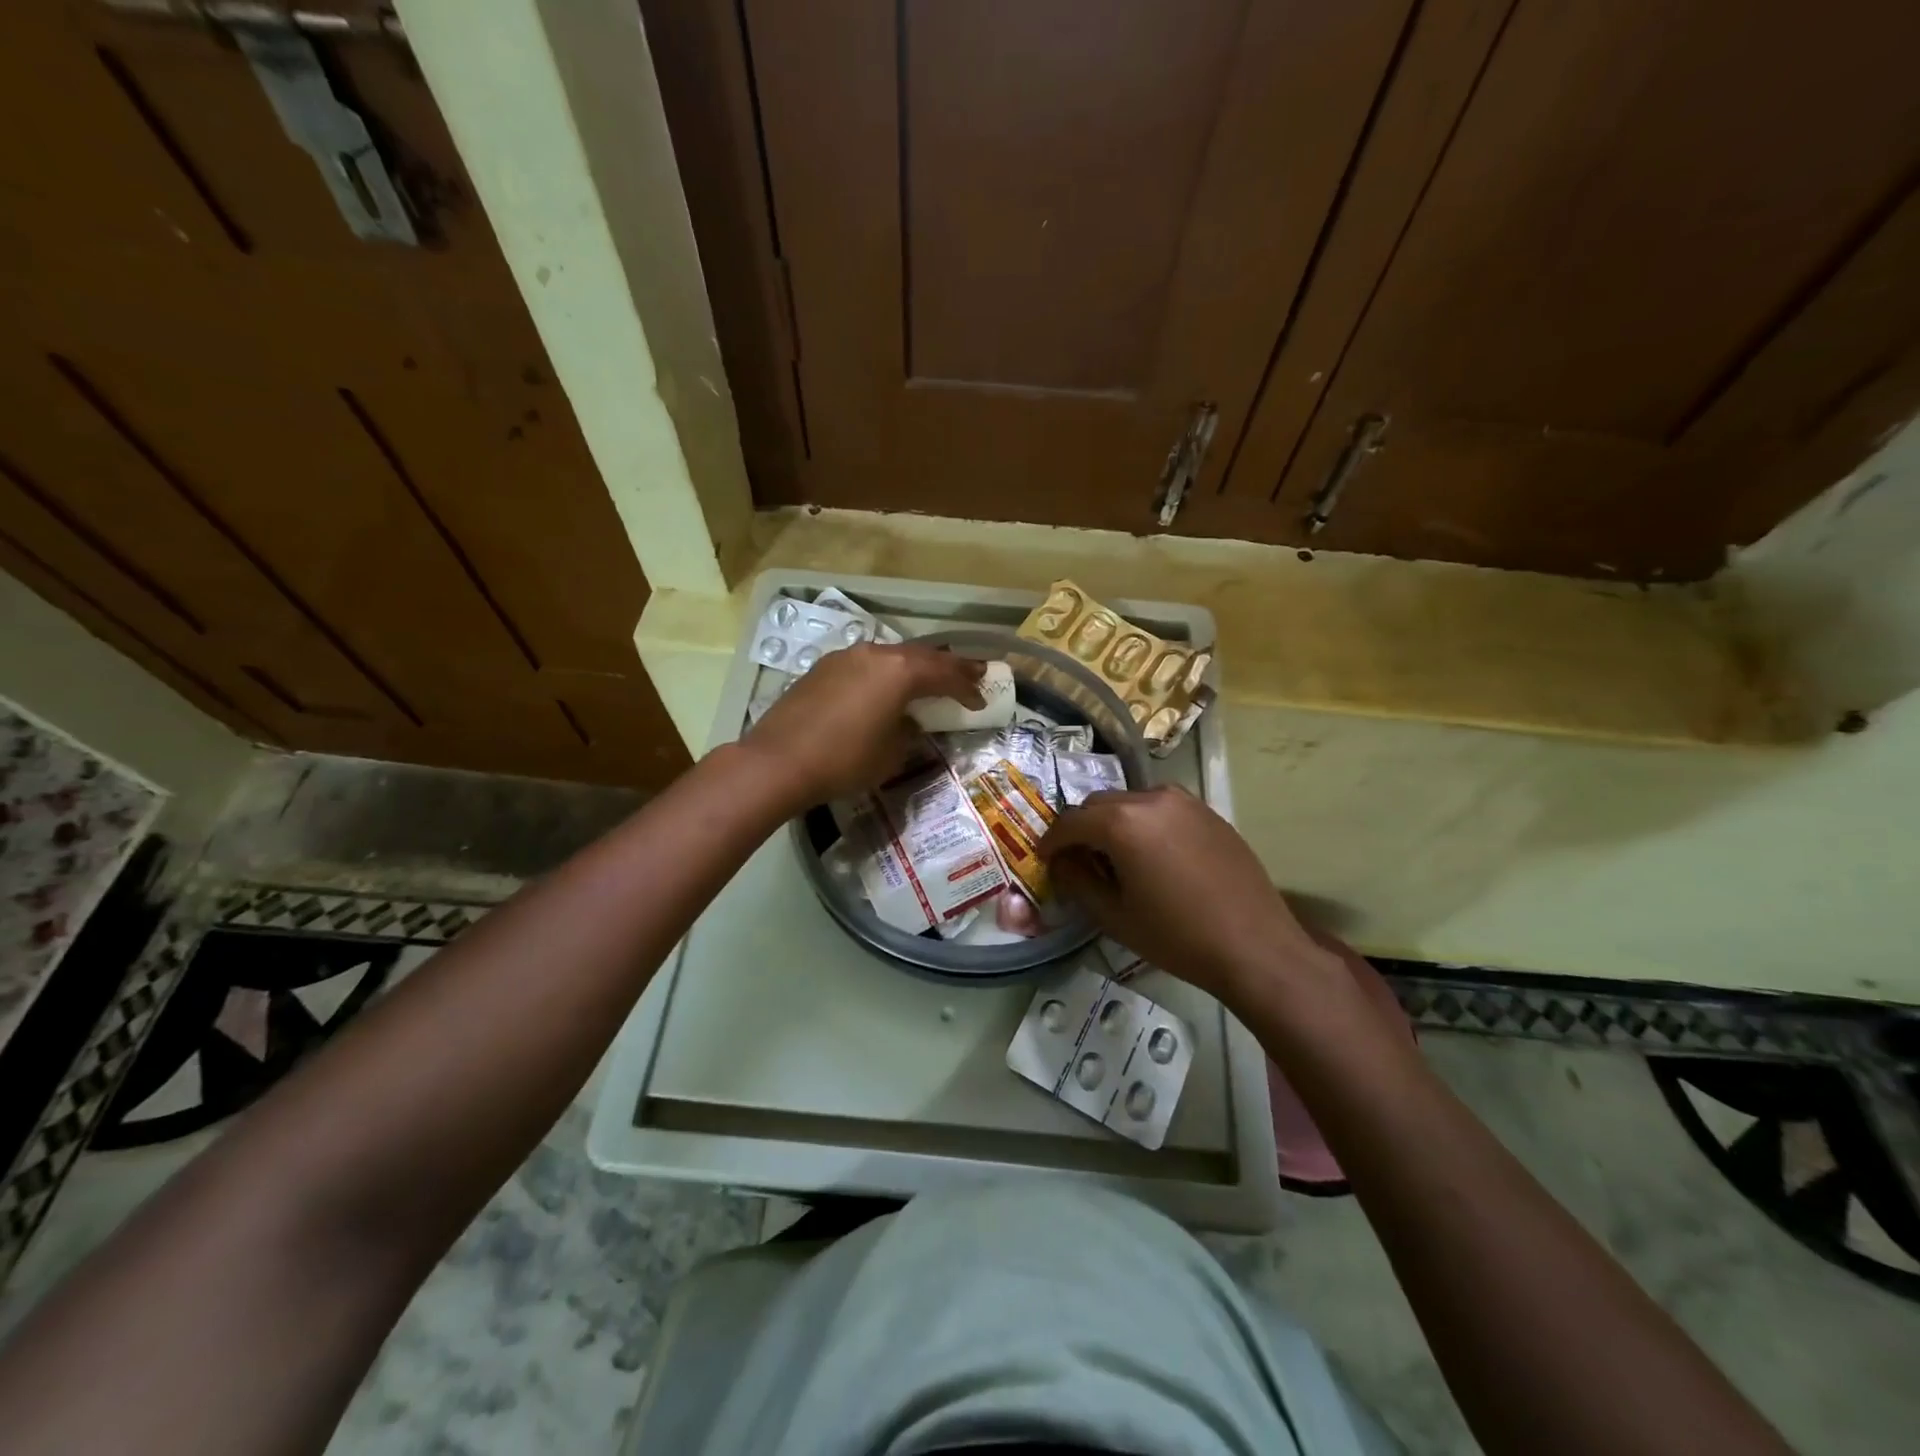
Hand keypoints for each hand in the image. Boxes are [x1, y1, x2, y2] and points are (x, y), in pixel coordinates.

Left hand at [742, 643, 983, 804]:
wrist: (778, 762)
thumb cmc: (844, 760)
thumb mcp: (891, 753)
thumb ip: (910, 731)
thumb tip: (910, 722)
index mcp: (900, 671)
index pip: (945, 673)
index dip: (967, 687)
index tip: (981, 700)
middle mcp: (875, 654)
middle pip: (921, 656)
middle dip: (948, 667)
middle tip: (971, 674)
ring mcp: (845, 657)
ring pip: (891, 656)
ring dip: (914, 667)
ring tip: (930, 679)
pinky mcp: (823, 668)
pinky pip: (866, 665)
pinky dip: (885, 674)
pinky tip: (885, 688)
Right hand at [1039, 786, 1334, 1003]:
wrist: (1256, 946)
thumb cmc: (1177, 936)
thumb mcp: (1114, 916)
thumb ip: (1077, 882)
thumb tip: (1060, 862)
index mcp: (1122, 822)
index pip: (1071, 821)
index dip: (1051, 841)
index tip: (1044, 859)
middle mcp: (1151, 798)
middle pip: (1100, 804)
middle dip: (1082, 828)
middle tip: (1079, 861)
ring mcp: (1185, 801)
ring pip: (1131, 802)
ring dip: (1114, 823)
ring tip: (1117, 858)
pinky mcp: (1208, 812)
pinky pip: (1162, 808)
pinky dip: (1145, 824)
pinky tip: (1153, 857)